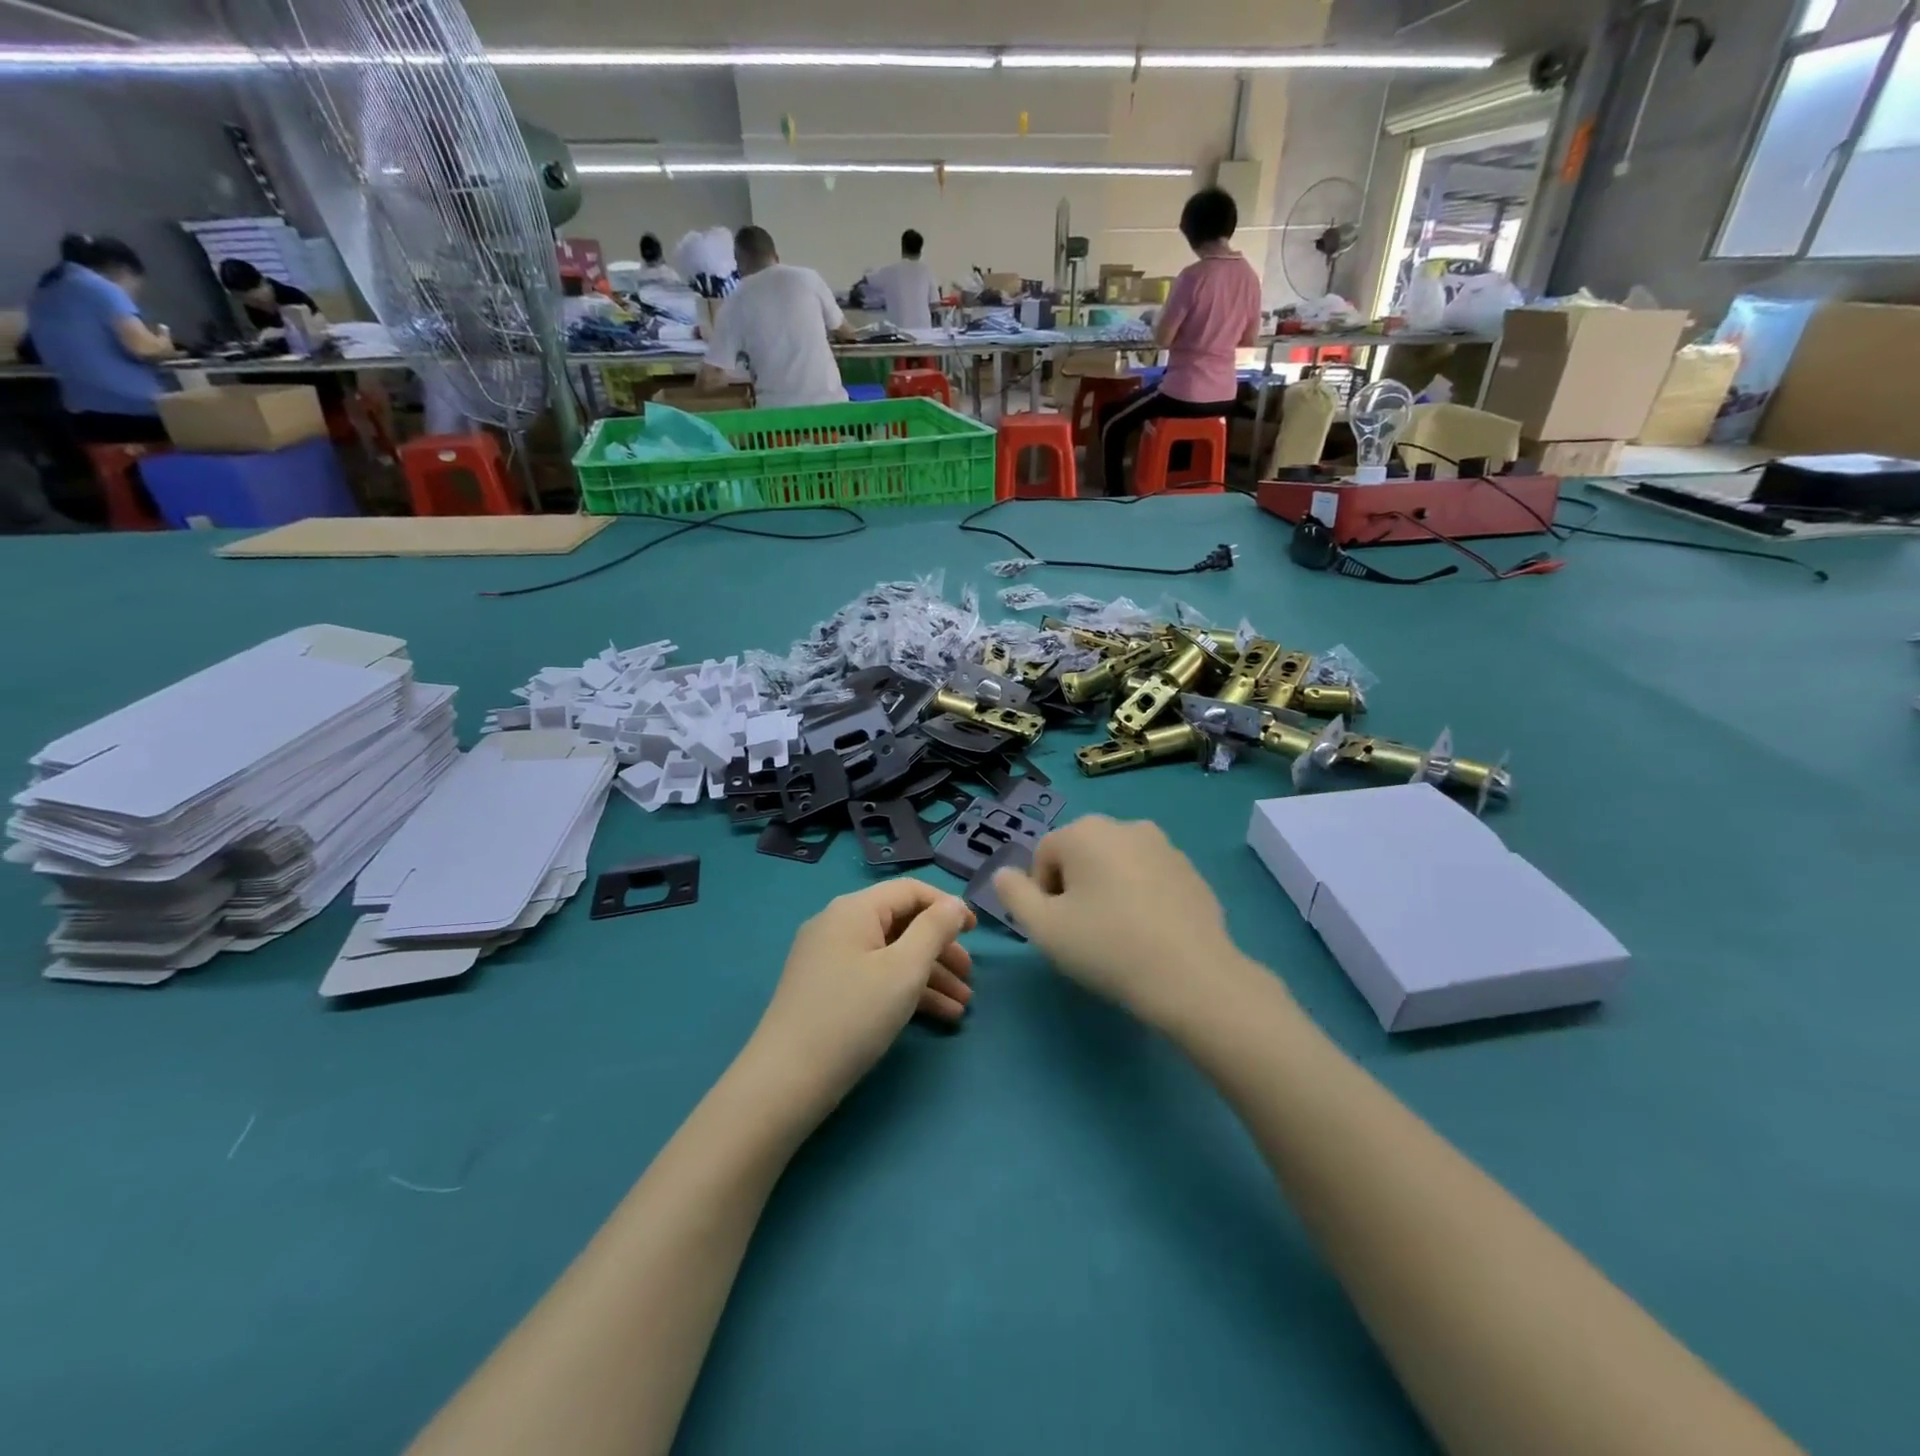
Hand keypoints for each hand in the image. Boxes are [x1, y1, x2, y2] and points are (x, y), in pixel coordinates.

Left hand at [748, 881, 974, 1111]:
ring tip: (962, 1006)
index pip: (910, 891)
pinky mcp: (826, 989)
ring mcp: (828, 958)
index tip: (976, 932)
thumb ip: (935, 930)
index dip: (947, 906)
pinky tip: (937, 1017)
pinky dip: (904, 991)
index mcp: (854, 909)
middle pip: (901, 924)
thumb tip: (954, 904)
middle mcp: (838, 924)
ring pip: (890, 955)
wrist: (786, 1081)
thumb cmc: (853, 1016)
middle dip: (940, 949)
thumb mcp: (904, 970)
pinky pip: (874, 976)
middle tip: (970, 978)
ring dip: (929, 976)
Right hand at [993, 816, 1249, 1029]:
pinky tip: (1149, 935)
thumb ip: (1013, 894)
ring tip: (1118, 936)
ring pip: (1116, 865)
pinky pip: (1149, 878)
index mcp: (1085, 831)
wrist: (1192, 977)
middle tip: (1084, 933)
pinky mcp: (1191, 870)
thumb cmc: (1107, 947)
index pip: (1044, 856)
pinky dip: (1140, 898)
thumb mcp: (1043, 927)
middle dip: (1074, 889)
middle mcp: (1124, 825)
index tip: (1058, 929)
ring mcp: (1163, 846)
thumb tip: (1004, 874)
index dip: (1042, 895)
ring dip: (1107, 891)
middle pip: (1080, 856)